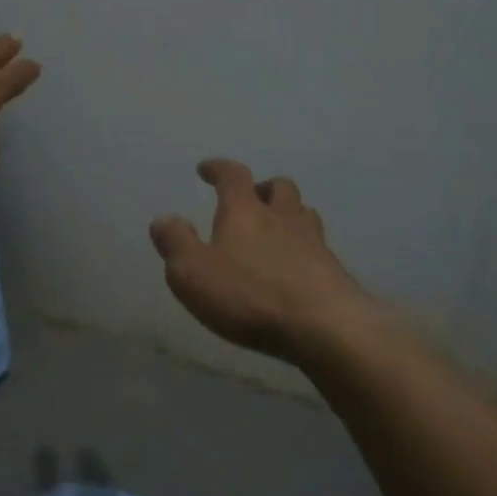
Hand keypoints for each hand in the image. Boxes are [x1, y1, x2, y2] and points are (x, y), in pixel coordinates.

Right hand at [150, 159, 372, 363]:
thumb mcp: (193, 273)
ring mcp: (314, 243)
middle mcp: (282, 218)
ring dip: (289, 214)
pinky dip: (304, 248)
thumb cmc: (250, 296)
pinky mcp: (334, 271)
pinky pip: (318, 247)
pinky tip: (297, 267)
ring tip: (277, 229)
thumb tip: (163, 219)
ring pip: (304, 213)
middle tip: (251, 199)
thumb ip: (175, 243)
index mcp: (245, 212)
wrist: (325, 327)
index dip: (218, 168)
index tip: (206, 169)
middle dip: (263, 188)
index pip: (233, 176)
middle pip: (279, 188)